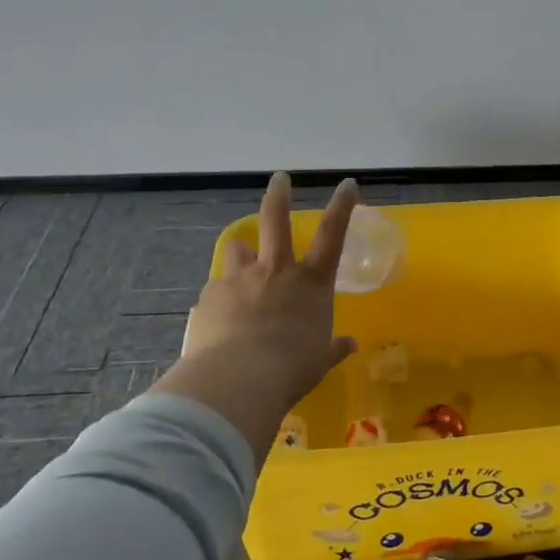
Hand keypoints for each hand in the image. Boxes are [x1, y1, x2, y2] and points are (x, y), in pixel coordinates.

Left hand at [155, 173, 359, 457]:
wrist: (238, 379)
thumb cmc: (292, 369)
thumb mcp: (320, 360)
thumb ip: (333, 348)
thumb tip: (350, 345)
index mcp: (311, 283)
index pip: (333, 234)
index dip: (342, 206)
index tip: (347, 183)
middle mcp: (276, 271)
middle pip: (277, 219)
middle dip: (279, 195)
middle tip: (280, 179)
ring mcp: (240, 279)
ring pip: (238, 249)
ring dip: (242, 252)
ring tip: (242, 259)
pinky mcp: (210, 296)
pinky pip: (217, 289)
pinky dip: (221, 298)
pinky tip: (220, 319)